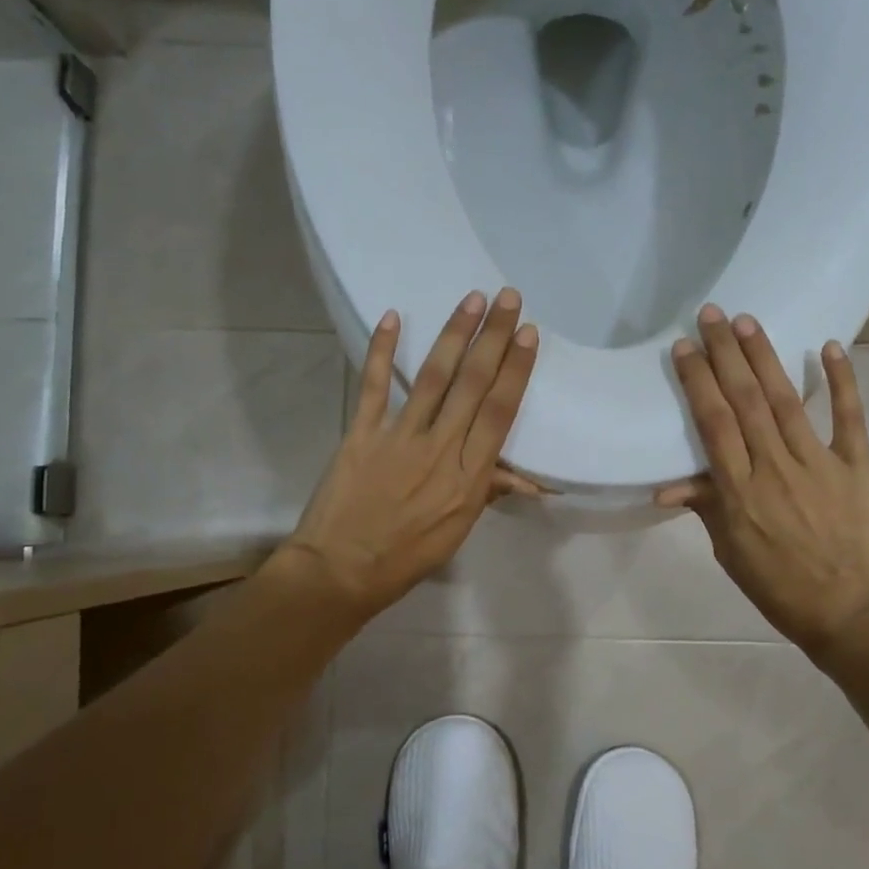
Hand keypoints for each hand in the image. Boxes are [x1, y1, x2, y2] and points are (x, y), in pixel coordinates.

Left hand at [270, 288, 540, 622]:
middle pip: (473, 385)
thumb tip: (524, 476)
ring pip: (432, 377)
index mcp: (469, 477)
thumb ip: (486, 491)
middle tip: (507, 297)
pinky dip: (381, 350)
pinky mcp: (362, 433)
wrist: (341, 571)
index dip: (515, 370)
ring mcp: (399, 437)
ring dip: (454, 335)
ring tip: (471, 300)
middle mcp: (440, 449)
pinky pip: (374, 386)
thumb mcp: (458, 530)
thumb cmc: (406, 556)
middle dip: (493, 338)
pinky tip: (393, 318)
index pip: (499, 413)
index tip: (527, 334)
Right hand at [657, 305, 868, 657]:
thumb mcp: (731, 553)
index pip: (713, 424)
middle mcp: (774, 468)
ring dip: (765, 358)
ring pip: (786, 401)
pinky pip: (849, 418)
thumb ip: (706, 508)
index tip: (685, 347)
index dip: (698, 381)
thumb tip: (667, 486)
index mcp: (739, 492)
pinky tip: (829, 347)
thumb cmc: (780, 587)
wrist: (851, 614)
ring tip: (747, 322)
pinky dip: (841, 382)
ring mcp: (819, 464)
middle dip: (725, 354)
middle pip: (745, 401)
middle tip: (712, 313)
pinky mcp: (857, 466)